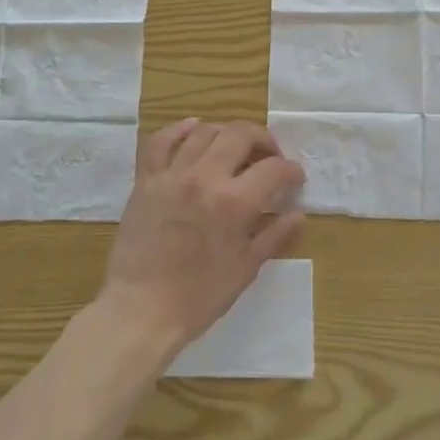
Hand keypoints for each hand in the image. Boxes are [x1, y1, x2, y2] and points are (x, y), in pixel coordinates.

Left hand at [100, 118, 305, 356]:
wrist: (141, 309)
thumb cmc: (199, 296)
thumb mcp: (246, 269)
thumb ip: (274, 236)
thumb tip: (298, 215)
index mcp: (234, 202)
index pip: (274, 169)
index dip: (291, 170)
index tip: (295, 179)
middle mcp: (204, 178)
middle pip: (240, 134)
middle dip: (263, 140)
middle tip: (269, 156)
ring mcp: (171, 175)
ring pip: (203, 131)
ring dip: (226, 134)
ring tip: (234, 148)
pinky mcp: (145, 181)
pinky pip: (160, 142)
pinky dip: (178, 129)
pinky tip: (193, 129)